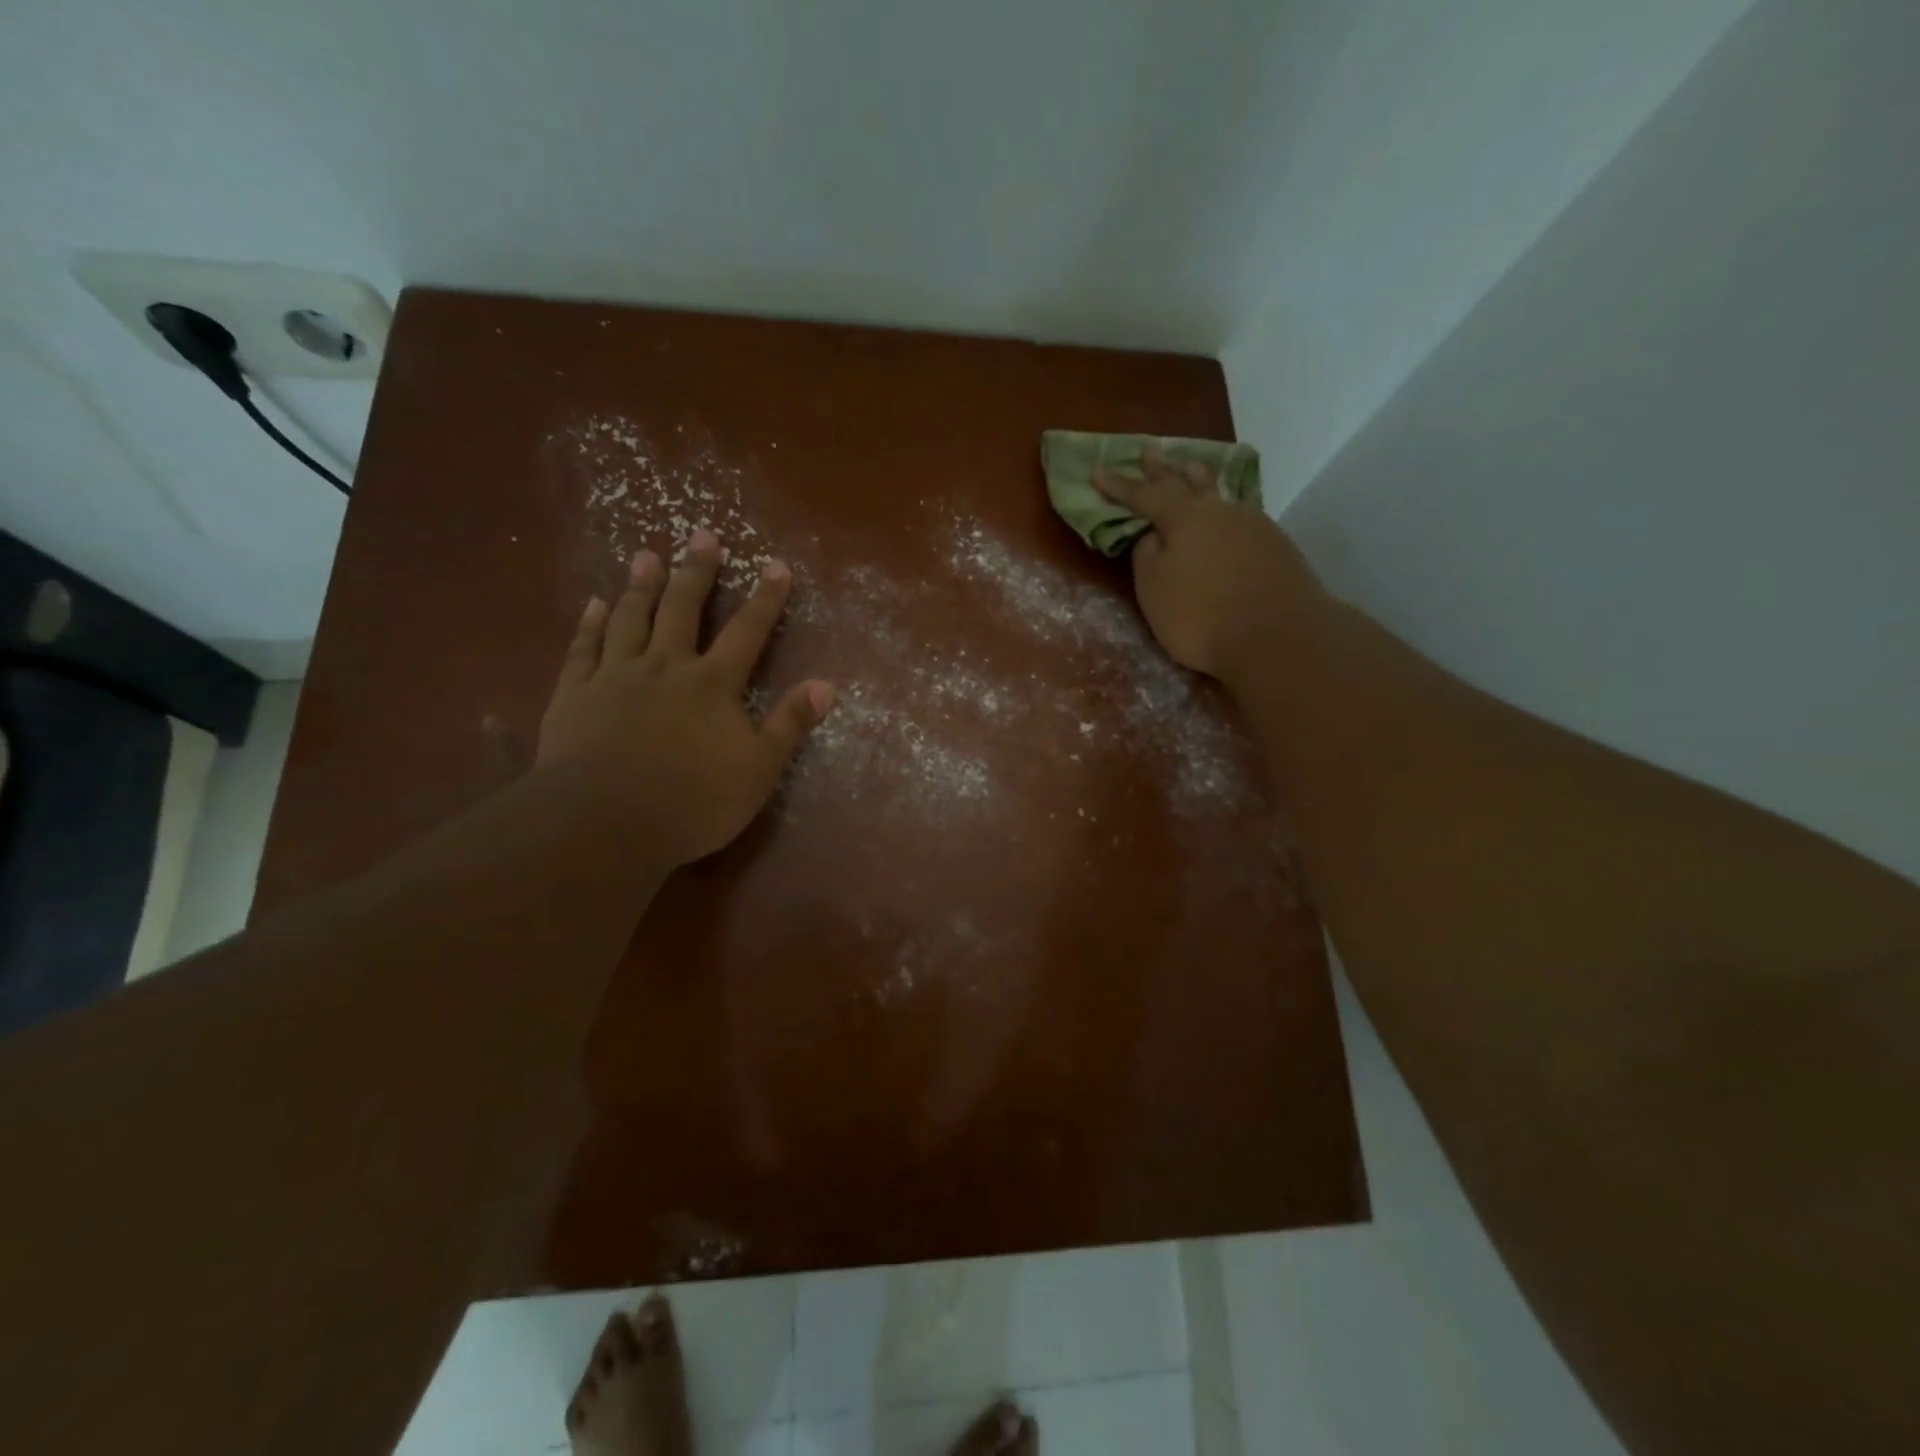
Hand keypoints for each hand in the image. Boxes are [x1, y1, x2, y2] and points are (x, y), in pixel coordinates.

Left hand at [535, 530, 834, 868]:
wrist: (605, 823)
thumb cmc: (693, 801)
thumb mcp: (758, 770)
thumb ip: (790, 724)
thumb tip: (826, 685)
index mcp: (712, 684)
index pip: (747, 631)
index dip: (765, 598)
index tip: (775, 565)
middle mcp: (665, 666)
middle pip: (682, 609)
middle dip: (696, 571)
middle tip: (701, 535)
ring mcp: (615, 677)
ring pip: (630, 619)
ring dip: (641, 586)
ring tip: (646, 556)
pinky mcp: (574, 695)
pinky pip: (583, 649)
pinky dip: (589, 624)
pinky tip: (594, 604)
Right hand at [1093, 453, 1329, 682]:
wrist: (1278, 637)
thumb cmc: (1201, 615)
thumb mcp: (1154, 589)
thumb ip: (1147, 556)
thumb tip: (1155, 535)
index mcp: (1184, 518)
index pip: (1143, 495)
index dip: (1119, 485)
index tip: (1096, 470)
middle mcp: (1220, 511)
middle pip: (1186, 484)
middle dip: (1163, 470)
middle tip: (1150, 451)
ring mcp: (1254, 525)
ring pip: (1219, 495)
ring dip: (1201, 481)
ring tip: (1193, 468)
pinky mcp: (1276, 546)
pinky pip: (1241, 516)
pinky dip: (1225, 510)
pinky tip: (1227, 514)